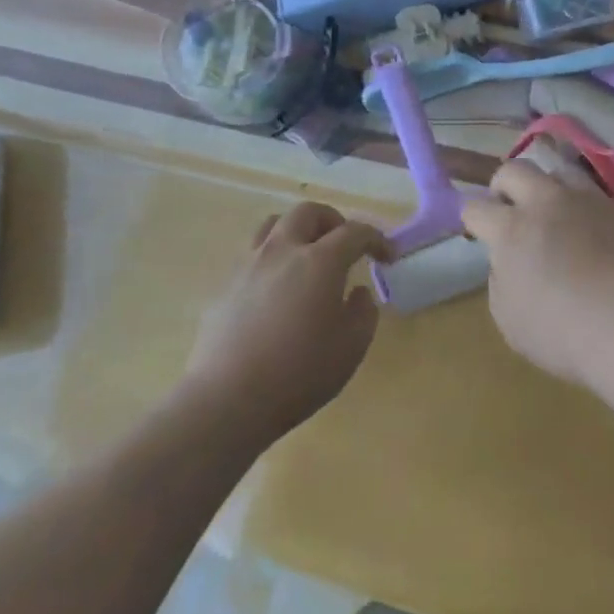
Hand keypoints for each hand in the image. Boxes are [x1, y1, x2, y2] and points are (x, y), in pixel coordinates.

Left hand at [183, 202, 386, 442]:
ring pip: (274, 225)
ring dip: (297, 231)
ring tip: (306, 256)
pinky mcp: (225, 286)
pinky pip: (252, 256)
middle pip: (308, 212)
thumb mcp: (351, 347)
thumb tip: (357, 292)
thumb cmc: (299, 373)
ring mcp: (249, 265)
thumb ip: (363, 312)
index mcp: (320, 261)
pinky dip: (272, 260)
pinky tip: (276, 291)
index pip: (355, 232)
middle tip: (344, 245)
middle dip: (332, 221)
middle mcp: (283, 251)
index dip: (376, 238)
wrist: (227, 400)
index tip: (387, 255)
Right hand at [460, 162, 613, 388]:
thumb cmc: (565, 334)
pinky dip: (590, 205)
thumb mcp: (510, 320)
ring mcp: (590, 198)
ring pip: (560, 170)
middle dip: (504, 186)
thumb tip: (508, 261)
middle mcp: (547, 201)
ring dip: (549, 187)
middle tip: (511, 210)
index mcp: (512, 228)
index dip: (472, 220)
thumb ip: (501, 280)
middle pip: (514, 170)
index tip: (479, 232)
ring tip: (556, 211)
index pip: (475, 207)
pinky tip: (597, 227)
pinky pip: (600, 193)